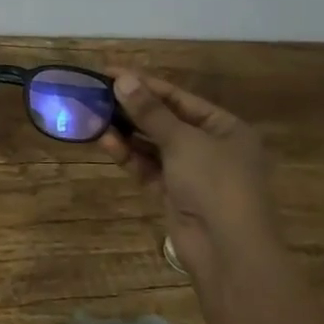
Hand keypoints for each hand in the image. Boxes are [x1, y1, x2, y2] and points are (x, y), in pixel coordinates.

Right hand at [99, 71, 276, 276]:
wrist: (228, 251)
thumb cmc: (215, 183)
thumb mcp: (183, 141)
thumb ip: (150, 111)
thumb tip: (122, 79)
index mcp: (225, 127)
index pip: (178, 97)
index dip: (144, 83)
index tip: (109, 72)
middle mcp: (211, 146)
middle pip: (165, 120)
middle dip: (132, 108)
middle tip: (96, 94)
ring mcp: (192, 173)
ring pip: (153, 145)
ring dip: (126, 132)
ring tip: (94, 116)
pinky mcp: (174, 194)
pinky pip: (148, 168)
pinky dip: (129, 156)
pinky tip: (106, 142)